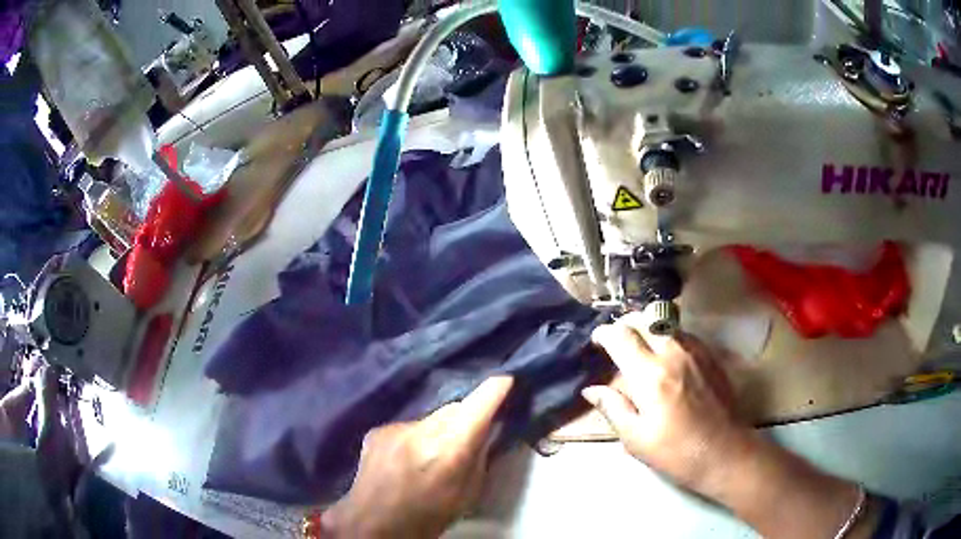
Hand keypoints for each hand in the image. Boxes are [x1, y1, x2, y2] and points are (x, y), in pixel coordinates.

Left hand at [322, 376, 513, 538]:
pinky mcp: (378, 430)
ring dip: (438, 429)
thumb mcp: (468, 494)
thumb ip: (479, 458)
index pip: (477, 406)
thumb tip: (486, 432)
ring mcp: (396, 427)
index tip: (506, 380)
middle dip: (465, 417)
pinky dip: (415, 437)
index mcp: (450, 449)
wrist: (373, 523)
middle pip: (453, 409)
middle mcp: (422, 430)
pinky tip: (406, 459)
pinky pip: (408, 427)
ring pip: (430, 418)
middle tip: (467, 436)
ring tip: (431, 456)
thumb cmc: (429, 517)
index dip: (495, 390)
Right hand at [583, 312, 744, 494]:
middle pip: (644, 320)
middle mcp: (672, 353)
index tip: (597, 341)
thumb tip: (591, 390)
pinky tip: (667, 356)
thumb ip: (613, 408)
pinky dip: (668, 336)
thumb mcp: (635, 439)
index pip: (621, 336)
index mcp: (649, 375)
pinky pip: (684, 334)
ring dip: (647, 328)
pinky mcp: (710, 356)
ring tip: (639, 347)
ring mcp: (695, 351)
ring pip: (665, 324)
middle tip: (616, 342)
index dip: (604, 333)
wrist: (724, 452)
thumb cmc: (676, 452)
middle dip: (625, 325)